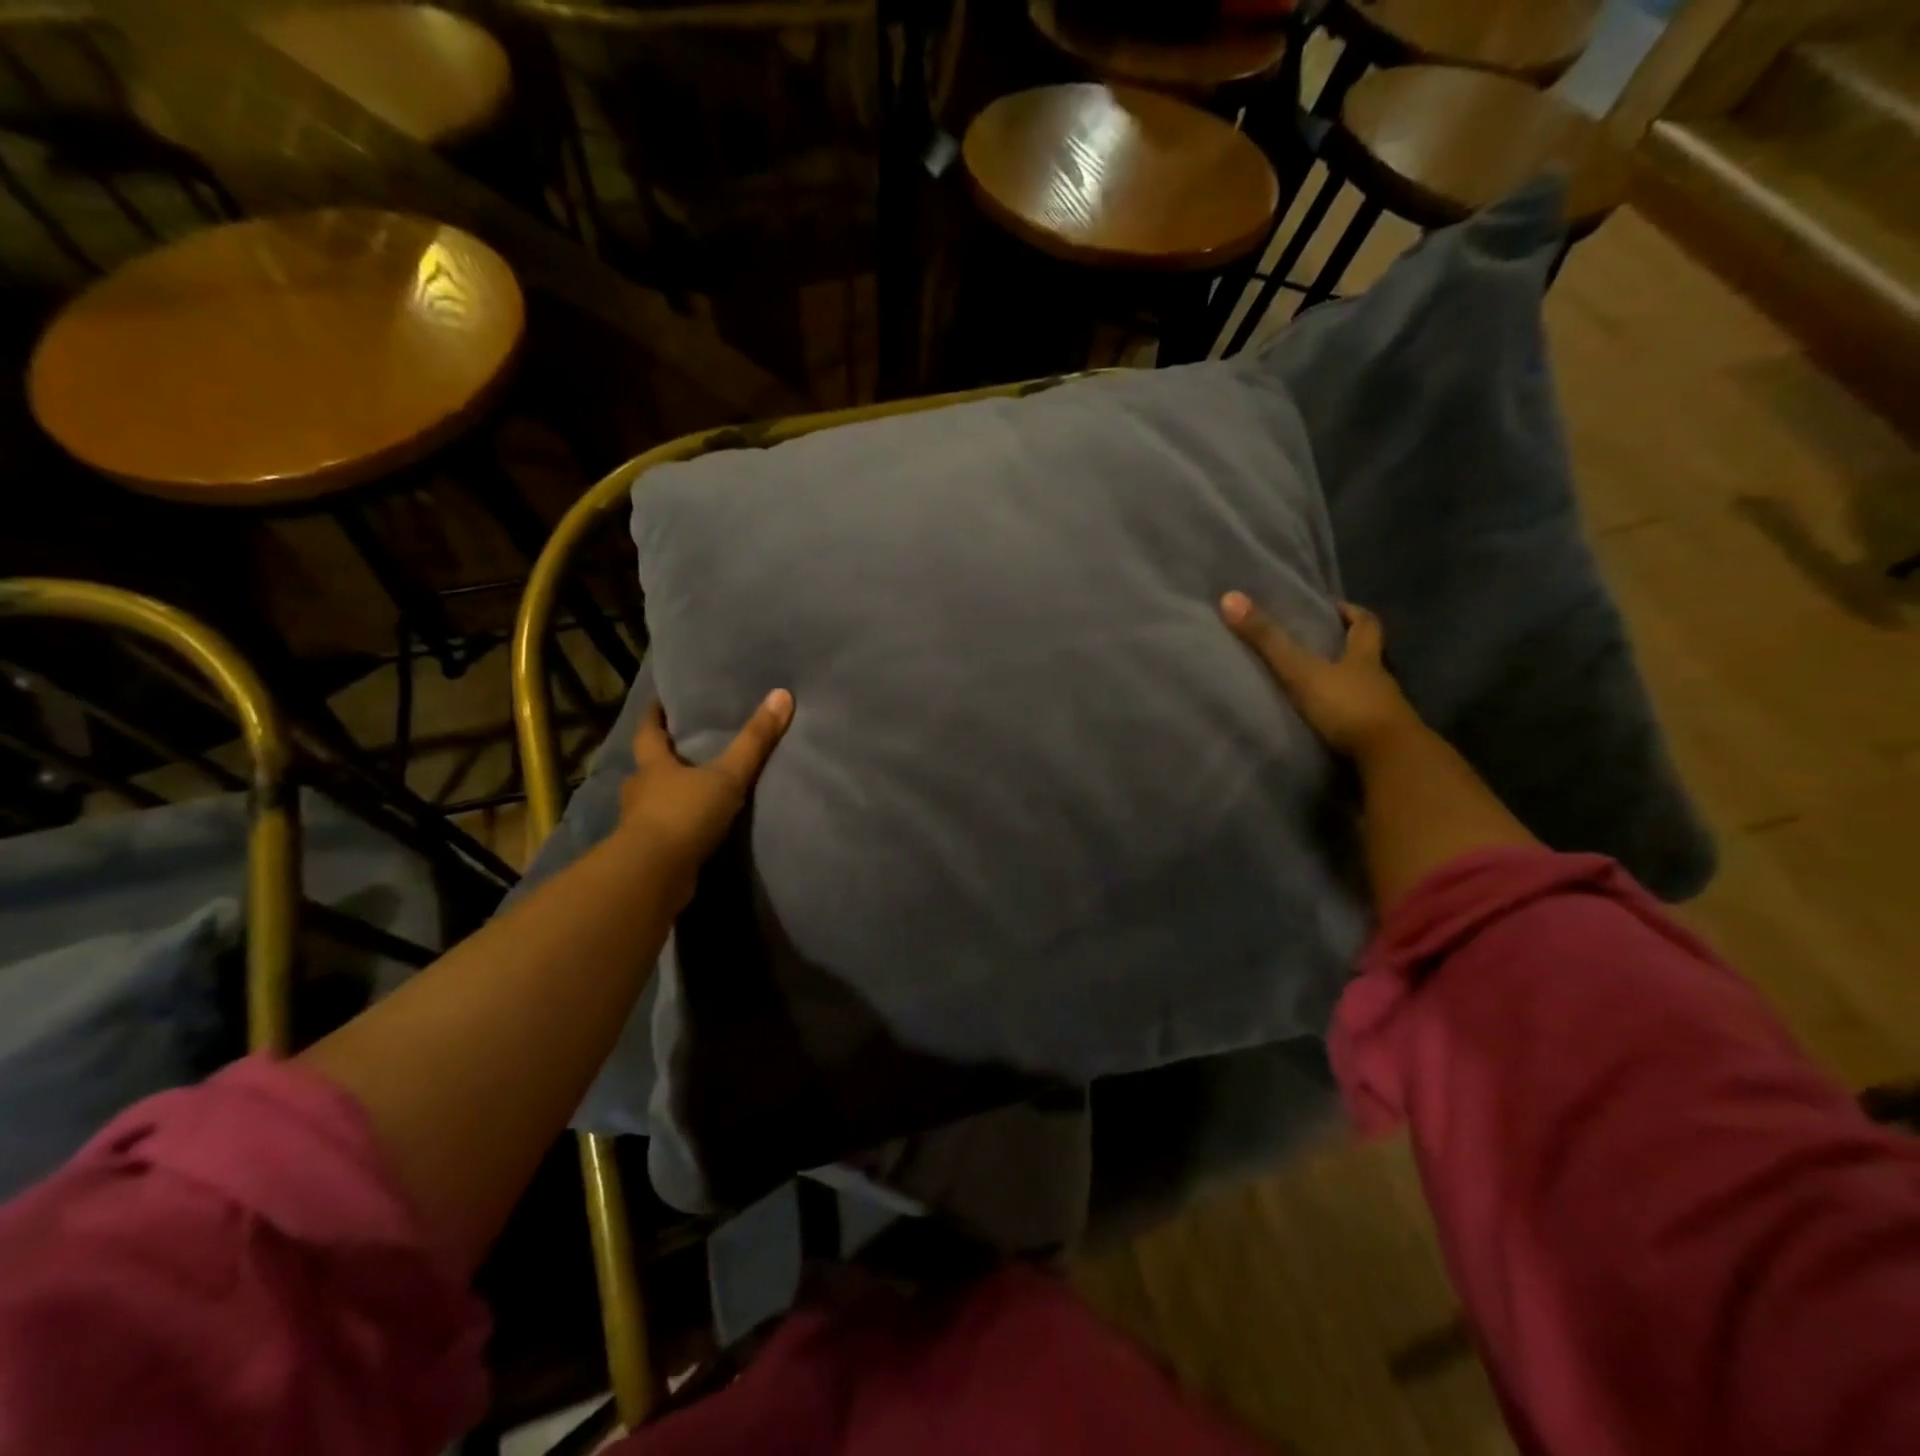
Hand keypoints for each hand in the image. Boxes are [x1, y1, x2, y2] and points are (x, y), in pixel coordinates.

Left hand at [619, 689, 793, 905]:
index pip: (648, 732)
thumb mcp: (727, 776)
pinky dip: (677, 828)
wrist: (653, 875)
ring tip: (695, 791)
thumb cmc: (684, 815)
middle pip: (648, 768)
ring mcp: (639, 825)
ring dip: (669, 797)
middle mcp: (640, 791)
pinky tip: (696, 830)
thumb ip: (754, 742)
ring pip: (653, 802)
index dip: (654, 717)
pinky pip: (663, 833)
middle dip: (663, 759)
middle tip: (684, 749)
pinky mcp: (648, 854)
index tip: (660, 704)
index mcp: (653, 767)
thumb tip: (782, 695)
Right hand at [1220, 592, 1419, 758]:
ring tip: (1314, 686)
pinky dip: (1344, 718)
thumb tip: (1230, 598)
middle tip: (1319, 645)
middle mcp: (1378, 680)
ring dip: (1344, 685)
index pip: (1366, 624)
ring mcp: (1383, 711)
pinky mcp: (1378, 740)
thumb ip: (1268, 640)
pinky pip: (1359, 721)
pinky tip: (1325, 723)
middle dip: (1347, 648)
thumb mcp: (1302, 671)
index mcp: (1365, 658)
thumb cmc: (1348, 706)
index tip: (1334, 606)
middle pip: (1368, 656)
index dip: (1352, 612)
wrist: (1389, 759)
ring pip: (1364, 689)